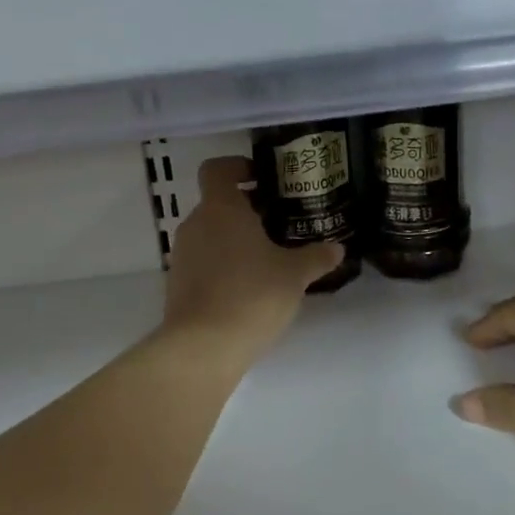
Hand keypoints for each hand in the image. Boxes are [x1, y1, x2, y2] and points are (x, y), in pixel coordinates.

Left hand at [162, 157, 343, 366]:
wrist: (203, 347)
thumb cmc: (251, 295)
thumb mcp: (294, 275)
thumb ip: (316, 257)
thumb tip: (337, 248)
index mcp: (220, 208)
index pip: (217, 169)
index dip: (238, 167)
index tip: (262, 178)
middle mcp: (195, 224)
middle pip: (217, 203)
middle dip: (246, 209)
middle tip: (279, 223)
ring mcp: (182, 255)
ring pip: (210, 233)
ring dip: (234, 239)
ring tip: (267, 258)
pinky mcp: (177, 284)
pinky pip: (203, 261)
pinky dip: (222, 264)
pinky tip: (248, 287)